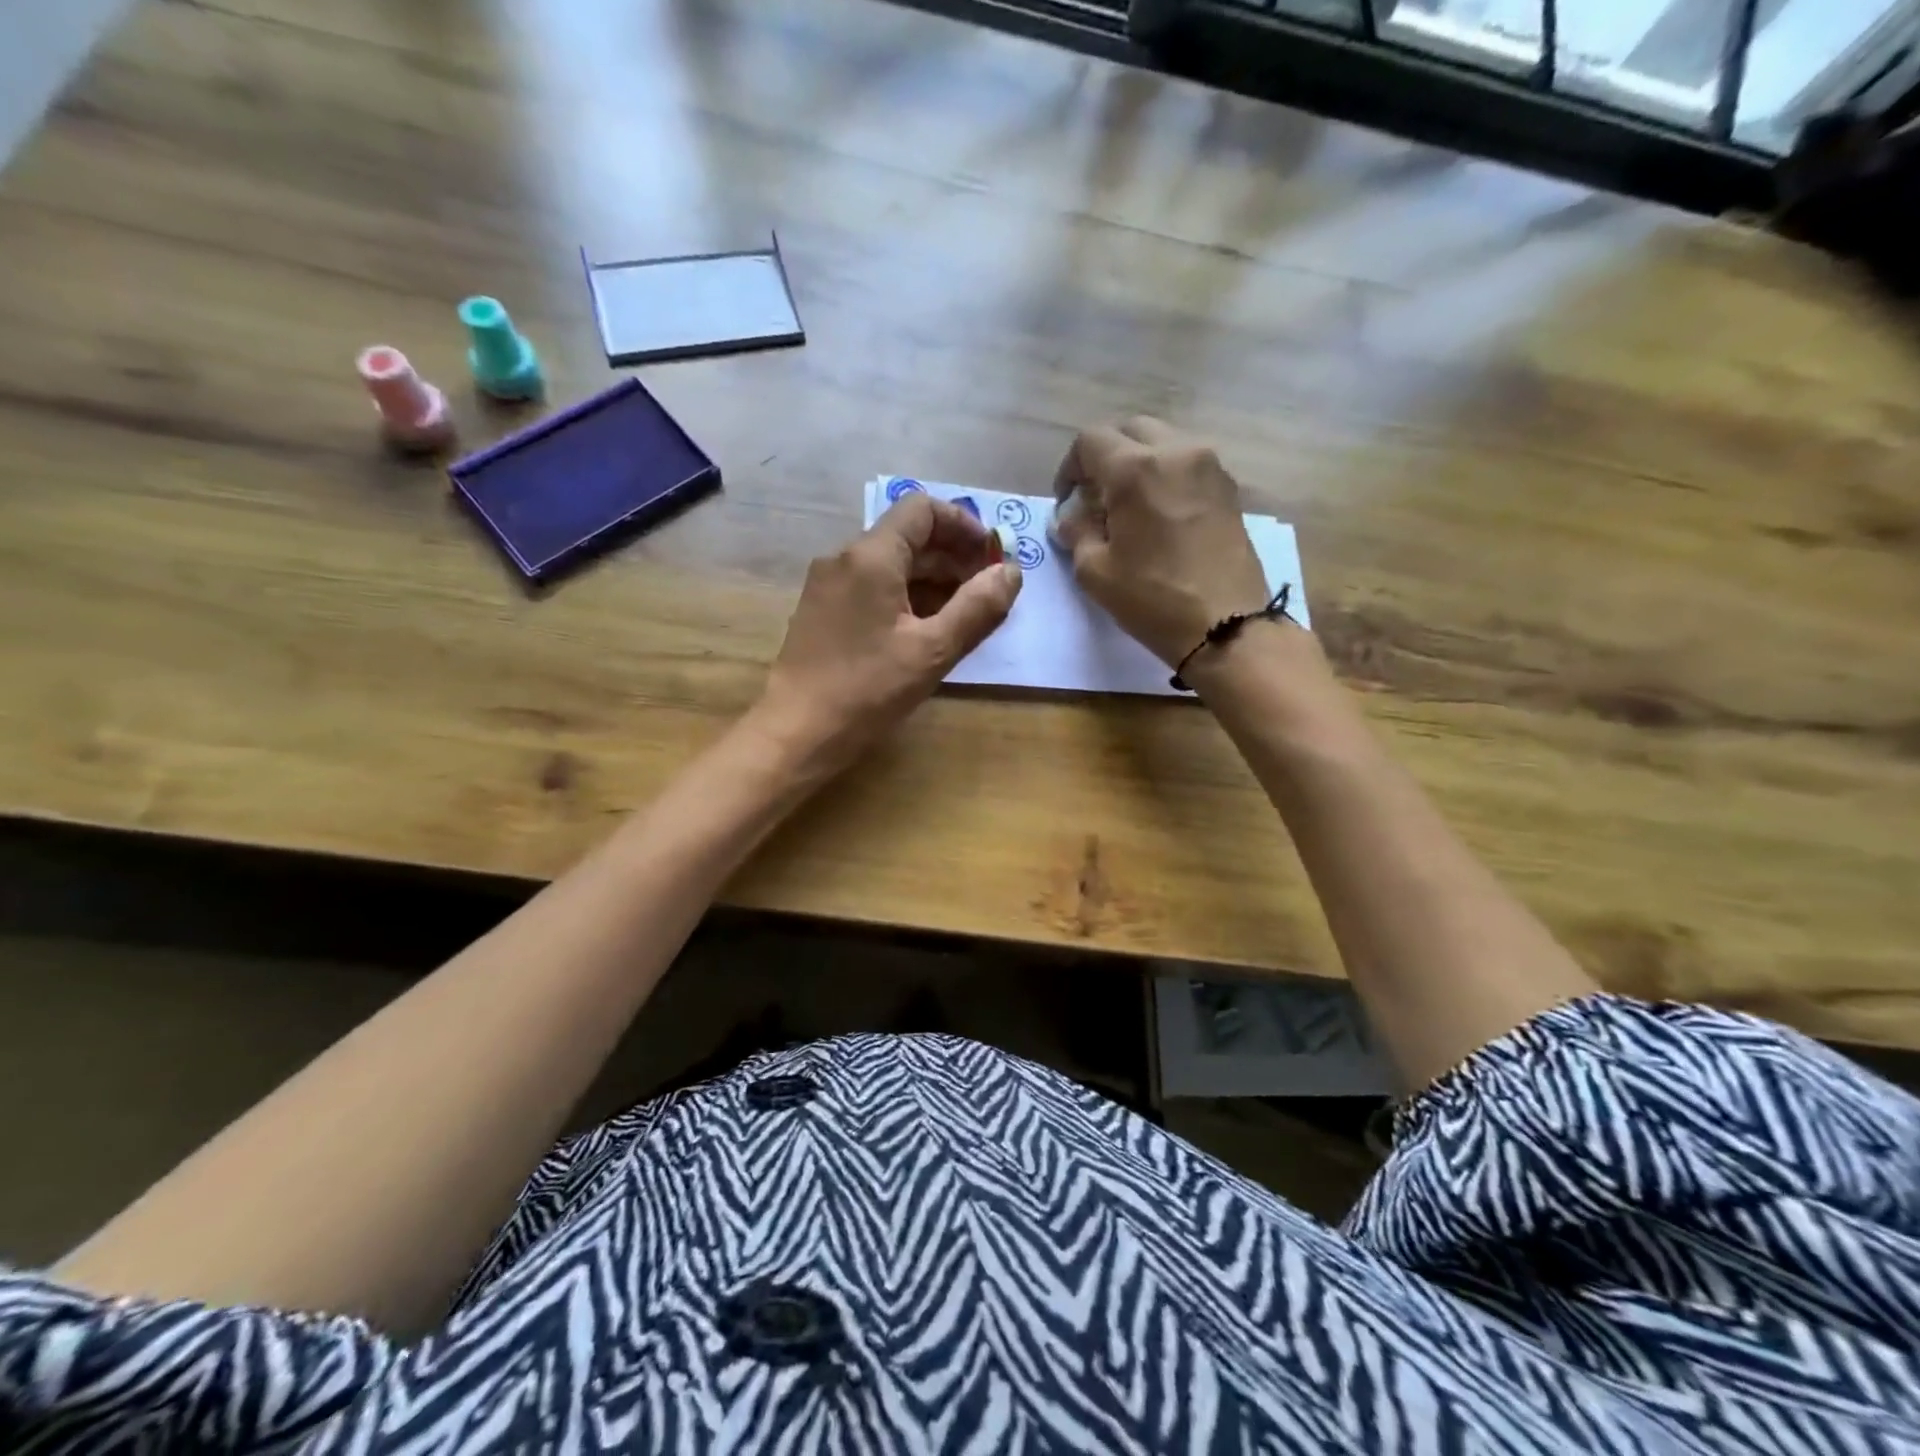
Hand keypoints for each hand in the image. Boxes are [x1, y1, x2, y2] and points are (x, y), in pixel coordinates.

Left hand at [754, 494, 1022, 773]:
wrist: (797, 732)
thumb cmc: (867, 690)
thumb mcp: (933, 651)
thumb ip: (978, 607)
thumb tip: (1010, 572)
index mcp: (871, 556)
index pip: (922, 509)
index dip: (963, 525)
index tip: (990, 557)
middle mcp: (844, 559)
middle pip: (907, 536)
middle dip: (952, 557)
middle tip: (986, 591)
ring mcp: (828, 585)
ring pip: (890, 564)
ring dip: (931, 580)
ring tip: (963, 615)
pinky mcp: (822, 611)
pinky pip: (871, 588)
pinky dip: (905, 597)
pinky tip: (924, 631)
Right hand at [1051, 417, 1274, 666]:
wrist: (1226, 626)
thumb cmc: (1153, 600)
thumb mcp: (1096, 572)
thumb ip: (1077, 532)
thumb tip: (1071, 516)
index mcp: (1136, 469)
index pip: (1090, 441)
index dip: (1070, 468)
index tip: (1068, 501)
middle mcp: (1176, 452)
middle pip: (1129, 430)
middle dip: (1105, 457)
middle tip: (1095, 498)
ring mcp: (1209, 466)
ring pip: (1162, 442)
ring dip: (1138, 463)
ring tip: (1128, 507)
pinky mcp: (1228, 488)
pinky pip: (1187, 464)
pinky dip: (1165, 476)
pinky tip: (1159, 516)